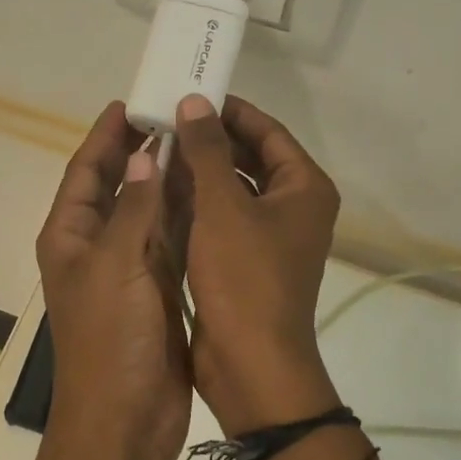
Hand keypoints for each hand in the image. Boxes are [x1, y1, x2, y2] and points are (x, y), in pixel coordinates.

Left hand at [34, 102, 191, 459]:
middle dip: (140, 151)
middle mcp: (95, 246)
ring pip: (147, 211)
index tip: (131, 102)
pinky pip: (170, 241)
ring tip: (198, 142)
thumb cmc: (110, 339)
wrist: (125, 421)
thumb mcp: (116, 264)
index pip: (85, 171)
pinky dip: (185, 216)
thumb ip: (132, 207)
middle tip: (174, 115)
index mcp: (70, 236)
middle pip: (116, 186)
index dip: (105, 136)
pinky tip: (209, 192)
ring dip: (167, 180)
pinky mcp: (157, 290)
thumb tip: (144, 154)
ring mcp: (127, 269)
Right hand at [173, 93, 341, 434]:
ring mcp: (270, 236)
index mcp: (303, 188)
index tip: (190, 95)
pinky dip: (197, 203)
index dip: (230, 110)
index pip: (268, 131)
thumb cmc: (244, 279)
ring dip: (200, 170)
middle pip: (251, 158)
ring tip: (157, 148)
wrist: (251, 364)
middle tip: (166, 120)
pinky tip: (161, 191)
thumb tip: (194, 102)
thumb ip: (208, 151)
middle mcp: (293, 207)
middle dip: (210, 140)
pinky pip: (222, 217)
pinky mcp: (246, 260)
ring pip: (233, 188)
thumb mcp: (223, 207)